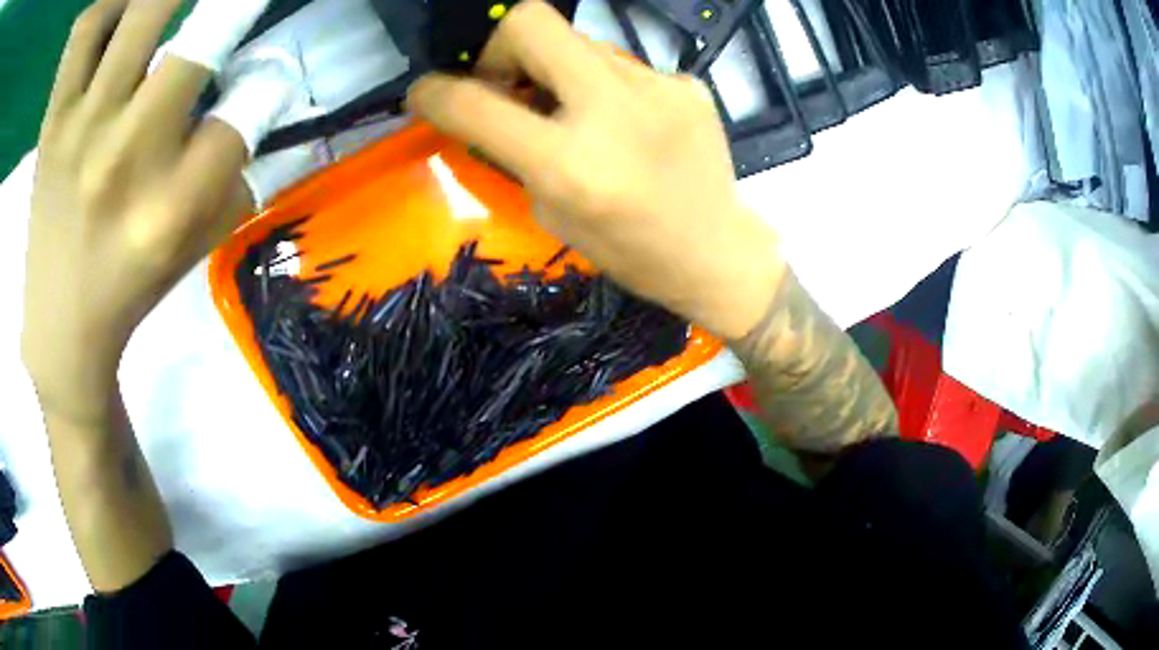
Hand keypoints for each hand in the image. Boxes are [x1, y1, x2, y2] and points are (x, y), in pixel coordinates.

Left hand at [22, 0, 252, 419]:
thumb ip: (234, 165)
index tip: (264, 76)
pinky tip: (117, 13)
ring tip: (168, 5)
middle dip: (234, 7)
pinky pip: (83, 35)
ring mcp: (81, 128)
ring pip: (140, 11)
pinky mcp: (54, 119)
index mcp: (171, 207)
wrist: (59, 328)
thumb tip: (258, 86)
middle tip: (229, 7)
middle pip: (200, 41)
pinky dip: (106, 8)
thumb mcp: (197, 243)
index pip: (246, 112)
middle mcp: (126, 158)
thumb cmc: (130, 285)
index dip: (266, 84)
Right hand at [407, 1, 784, 339]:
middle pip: (532, 22)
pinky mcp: (687, 83)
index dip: (434, 93)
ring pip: (579, 42)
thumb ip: (515, 150)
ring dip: (559, 70)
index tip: (424, 93)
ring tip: (577, 111)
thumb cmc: (630, 252)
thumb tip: (489, 102)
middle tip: (510, 85)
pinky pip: (622, 66)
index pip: (475, 105)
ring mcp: (659, 88)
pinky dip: (606, 87)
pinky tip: (627, 122)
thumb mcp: (552, 212)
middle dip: (502, 47)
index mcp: (571, 164)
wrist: (718, 252)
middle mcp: (614, 112)